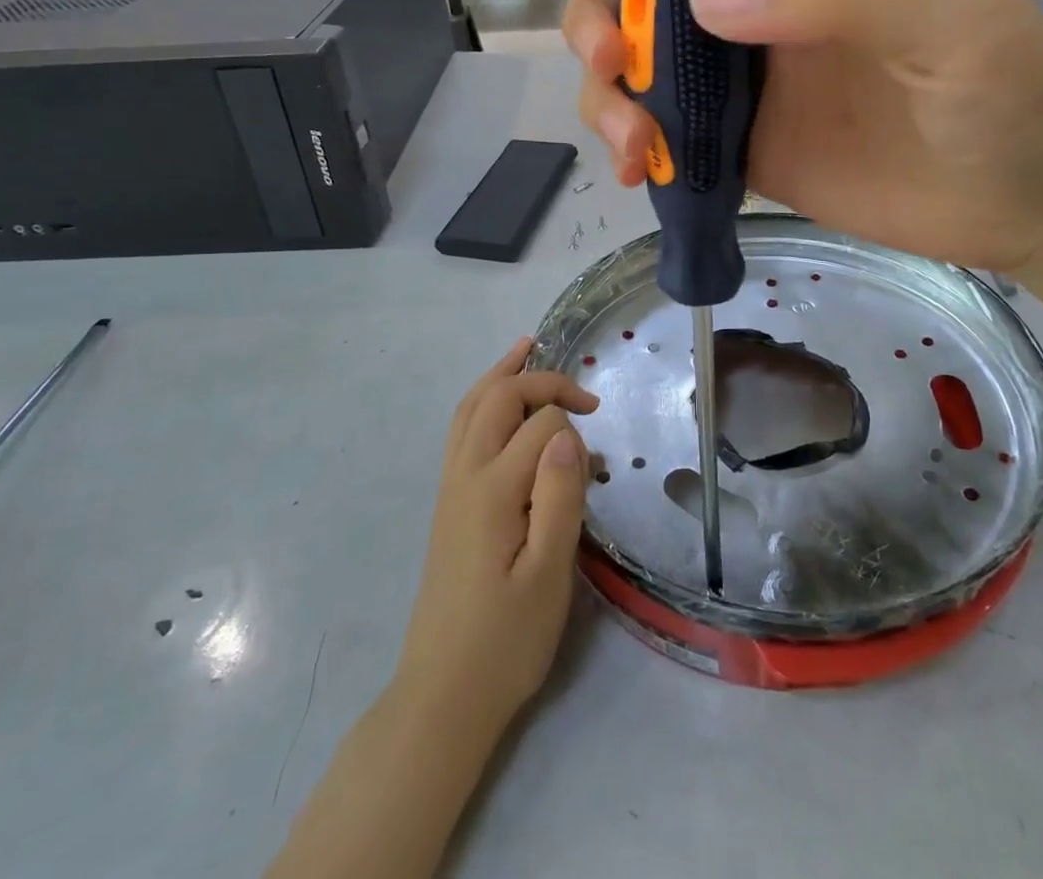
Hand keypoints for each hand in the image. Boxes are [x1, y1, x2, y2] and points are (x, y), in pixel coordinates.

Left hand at [395, 338, 596, 739]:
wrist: (443, 693)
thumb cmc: (506, 640)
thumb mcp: (549, 576)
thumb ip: (560, 498)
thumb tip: (569, 433)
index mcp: (493, 490)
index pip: (541, 426)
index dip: (574, 425)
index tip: (599, 453)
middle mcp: (465, 474)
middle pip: (499, 399)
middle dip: (542, 382)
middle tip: (585, 397)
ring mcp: (450, 485)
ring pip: (471, 407)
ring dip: (501, 374)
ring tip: (527, 347)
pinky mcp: (448, 501)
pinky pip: (461, 429)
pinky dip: (482, 399)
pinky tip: (497, 400)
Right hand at [512, 0, 1042, 273]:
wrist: (1040, 201)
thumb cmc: (1015, 95)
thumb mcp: (948, 22)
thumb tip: (705, 3)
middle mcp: (760, 21)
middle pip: (641, 3)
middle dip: (601, 28)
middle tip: (610, 73)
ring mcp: (750, 93)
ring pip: (644, 78)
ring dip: (612, 103)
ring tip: (630, 152)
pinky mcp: (750, 158)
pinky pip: (671, 144)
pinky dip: (640, 154)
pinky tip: (640, 176)